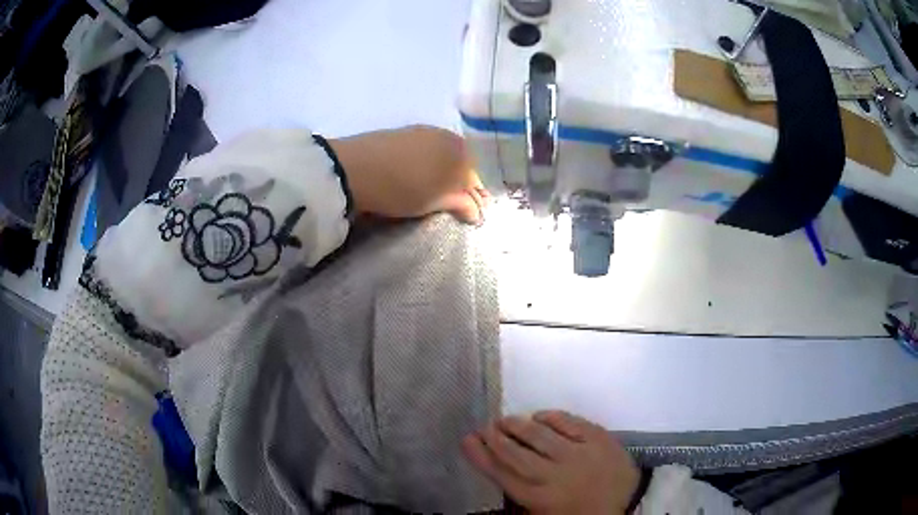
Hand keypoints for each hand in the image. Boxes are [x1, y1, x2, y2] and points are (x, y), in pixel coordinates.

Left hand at [329, 125, 487, 223]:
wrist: (355, 168)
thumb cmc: (402, 188)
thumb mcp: (434, 201)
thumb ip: (460, 203)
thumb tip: (477, 210)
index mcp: (460, 152)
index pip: (475, 178)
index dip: (475, 197)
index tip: (473, 213)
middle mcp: (447, 136)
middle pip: (461, 163)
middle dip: (461, 182)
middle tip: (455, 202)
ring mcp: (424, 131)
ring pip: (443, 154)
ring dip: (444, 171)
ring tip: (435, 189)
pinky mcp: (404, 132)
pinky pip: (426, 148)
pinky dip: (428, 162)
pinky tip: (418, 173)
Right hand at [463, 411, 639, 514]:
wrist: (623, 506)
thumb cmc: (576, 512)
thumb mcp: (542, 511)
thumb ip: (519, 492)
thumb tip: (497, 463)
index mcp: (539, 497)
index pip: (500, 473)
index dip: (480, 455)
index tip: (467, 440)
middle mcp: (554, 475)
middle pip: (515, 452)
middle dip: (495, 437)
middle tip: (486, 427)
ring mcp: (579, 454)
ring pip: (539, 434)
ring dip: (518, 424)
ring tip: (506, 420)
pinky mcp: (599, 439)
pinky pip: (570, 422)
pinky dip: (551, 416)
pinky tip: (541, 415)